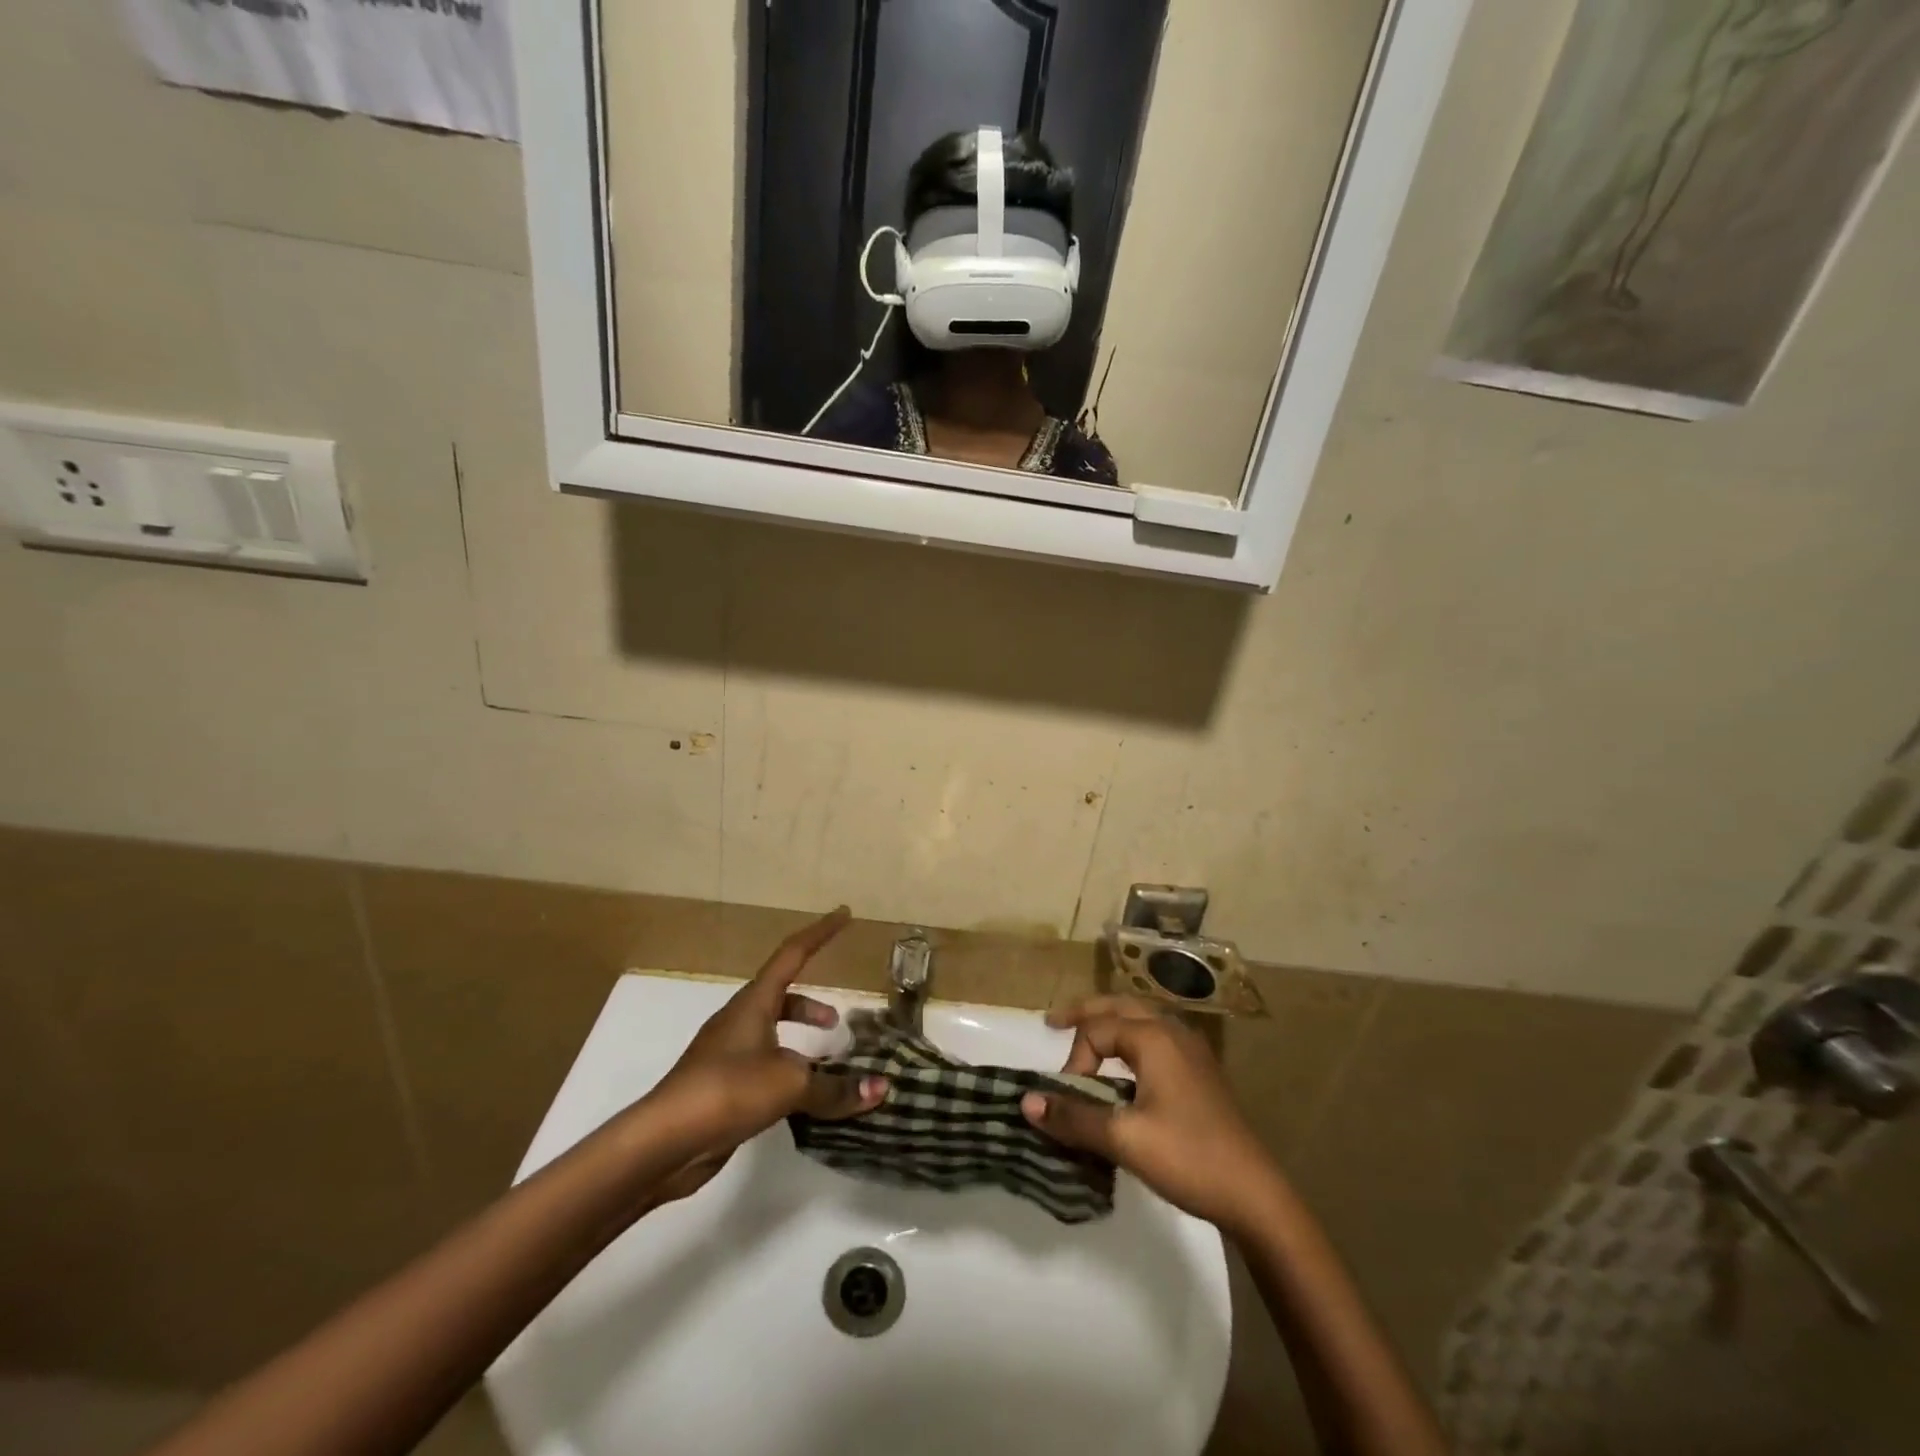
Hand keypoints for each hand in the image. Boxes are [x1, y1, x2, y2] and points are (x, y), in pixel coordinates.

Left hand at [644, 907, 887, 1202]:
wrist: (664, 1142)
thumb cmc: (727, 1091)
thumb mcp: (789, 1083)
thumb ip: (835, 1087)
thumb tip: (880, 1088)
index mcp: (754, 1003)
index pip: (793, 954)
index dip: (821, 932)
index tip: (844, 913)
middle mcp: (740, 1020)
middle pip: (782, 996)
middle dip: (812, 1004)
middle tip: (839, 1021)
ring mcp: (728, 1054)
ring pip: (774, 1034)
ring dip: (802, 1041)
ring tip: (828, 1065)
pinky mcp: (724, 1088)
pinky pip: (766, 1067)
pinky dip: (790, 1073)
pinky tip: (804, 1101)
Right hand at [1021, 996, 1281, 1235]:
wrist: (1256, 1196)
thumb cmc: (1188, 1158)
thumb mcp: (1124, 1140)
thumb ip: (1074, 1117)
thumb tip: (1026, 1102)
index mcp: (1154, 1038)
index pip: (1096, 1030)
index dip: (1074, 1061)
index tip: (1068, 1101)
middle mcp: (1173, 1032)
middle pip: (1120, 1006)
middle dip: (1085, 1012)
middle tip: (1053, 1022)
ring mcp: (1191, 1051)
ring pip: (1141, 1019)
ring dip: (1110, 1022)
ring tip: (1085, 1035)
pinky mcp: (1200, 1072)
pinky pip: (1156, 1037)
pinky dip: (1130, 1037)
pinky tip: (1126, 1064)